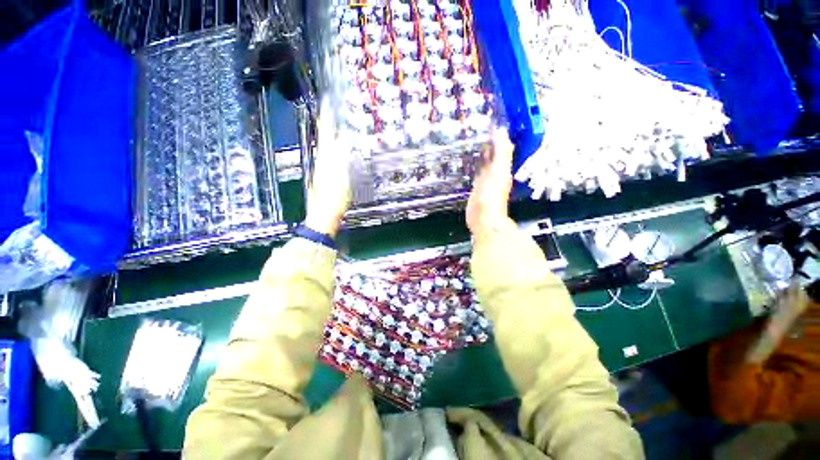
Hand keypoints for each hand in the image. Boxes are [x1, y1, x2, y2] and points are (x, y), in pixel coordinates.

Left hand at [304, 99, 351, 236]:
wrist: (325, 214)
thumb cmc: (334, 198)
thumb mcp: (342, 177)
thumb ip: (343, 158)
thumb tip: (344, 139)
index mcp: (325, 159)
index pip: (325, 133)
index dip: (326, 118)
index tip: (327, 103)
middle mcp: (322, 161)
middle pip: (324, 138)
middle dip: (328, 123)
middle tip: (333, 110)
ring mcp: (323, 169)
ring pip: (327, 147)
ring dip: (331, 135)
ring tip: (337, 125)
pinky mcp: (326, 176)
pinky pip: (330, 157)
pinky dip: (334, 149)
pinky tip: (338, 149)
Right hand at [466, 128, 515, 236]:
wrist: (483, 218)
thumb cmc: (492, 195)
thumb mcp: (499, 171)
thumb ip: (501, 152)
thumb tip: (502, 130)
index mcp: (502, 167)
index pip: (501, 147)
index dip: (497, 135)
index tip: (491, 121)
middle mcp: (495, 172)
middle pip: (492, 154)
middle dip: (488, 142)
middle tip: (478, 128)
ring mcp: (485, 181)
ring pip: (484, 163)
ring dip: (480, 153)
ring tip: (471, 141)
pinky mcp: (475, 188)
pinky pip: (476, 173)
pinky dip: (473, 166)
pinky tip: (467, 161)